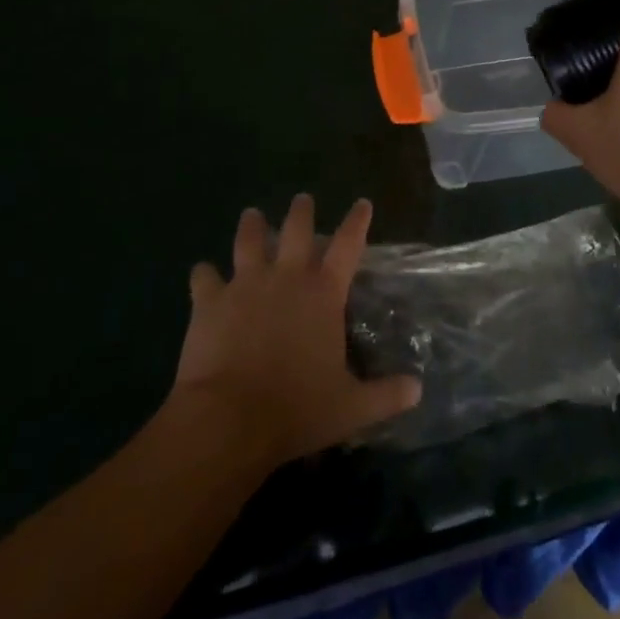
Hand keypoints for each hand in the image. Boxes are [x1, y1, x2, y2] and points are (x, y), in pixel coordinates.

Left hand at [169, 195, 420, 464]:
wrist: (228, 419)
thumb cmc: (296, 409)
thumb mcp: (351, 407)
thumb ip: (386, 395)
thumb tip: (418, 389)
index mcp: (323, 293)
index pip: (348, 245)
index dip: (357, 221)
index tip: (362, 203)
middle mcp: (287, 277)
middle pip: (296, 230)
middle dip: (301, 211)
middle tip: (302, 199)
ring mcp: (245, 285)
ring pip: (249, 241)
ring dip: (252, 226)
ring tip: (252, 215)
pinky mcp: (209, 302)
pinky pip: (204, 278)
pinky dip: (204, 274)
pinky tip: (201, 272)